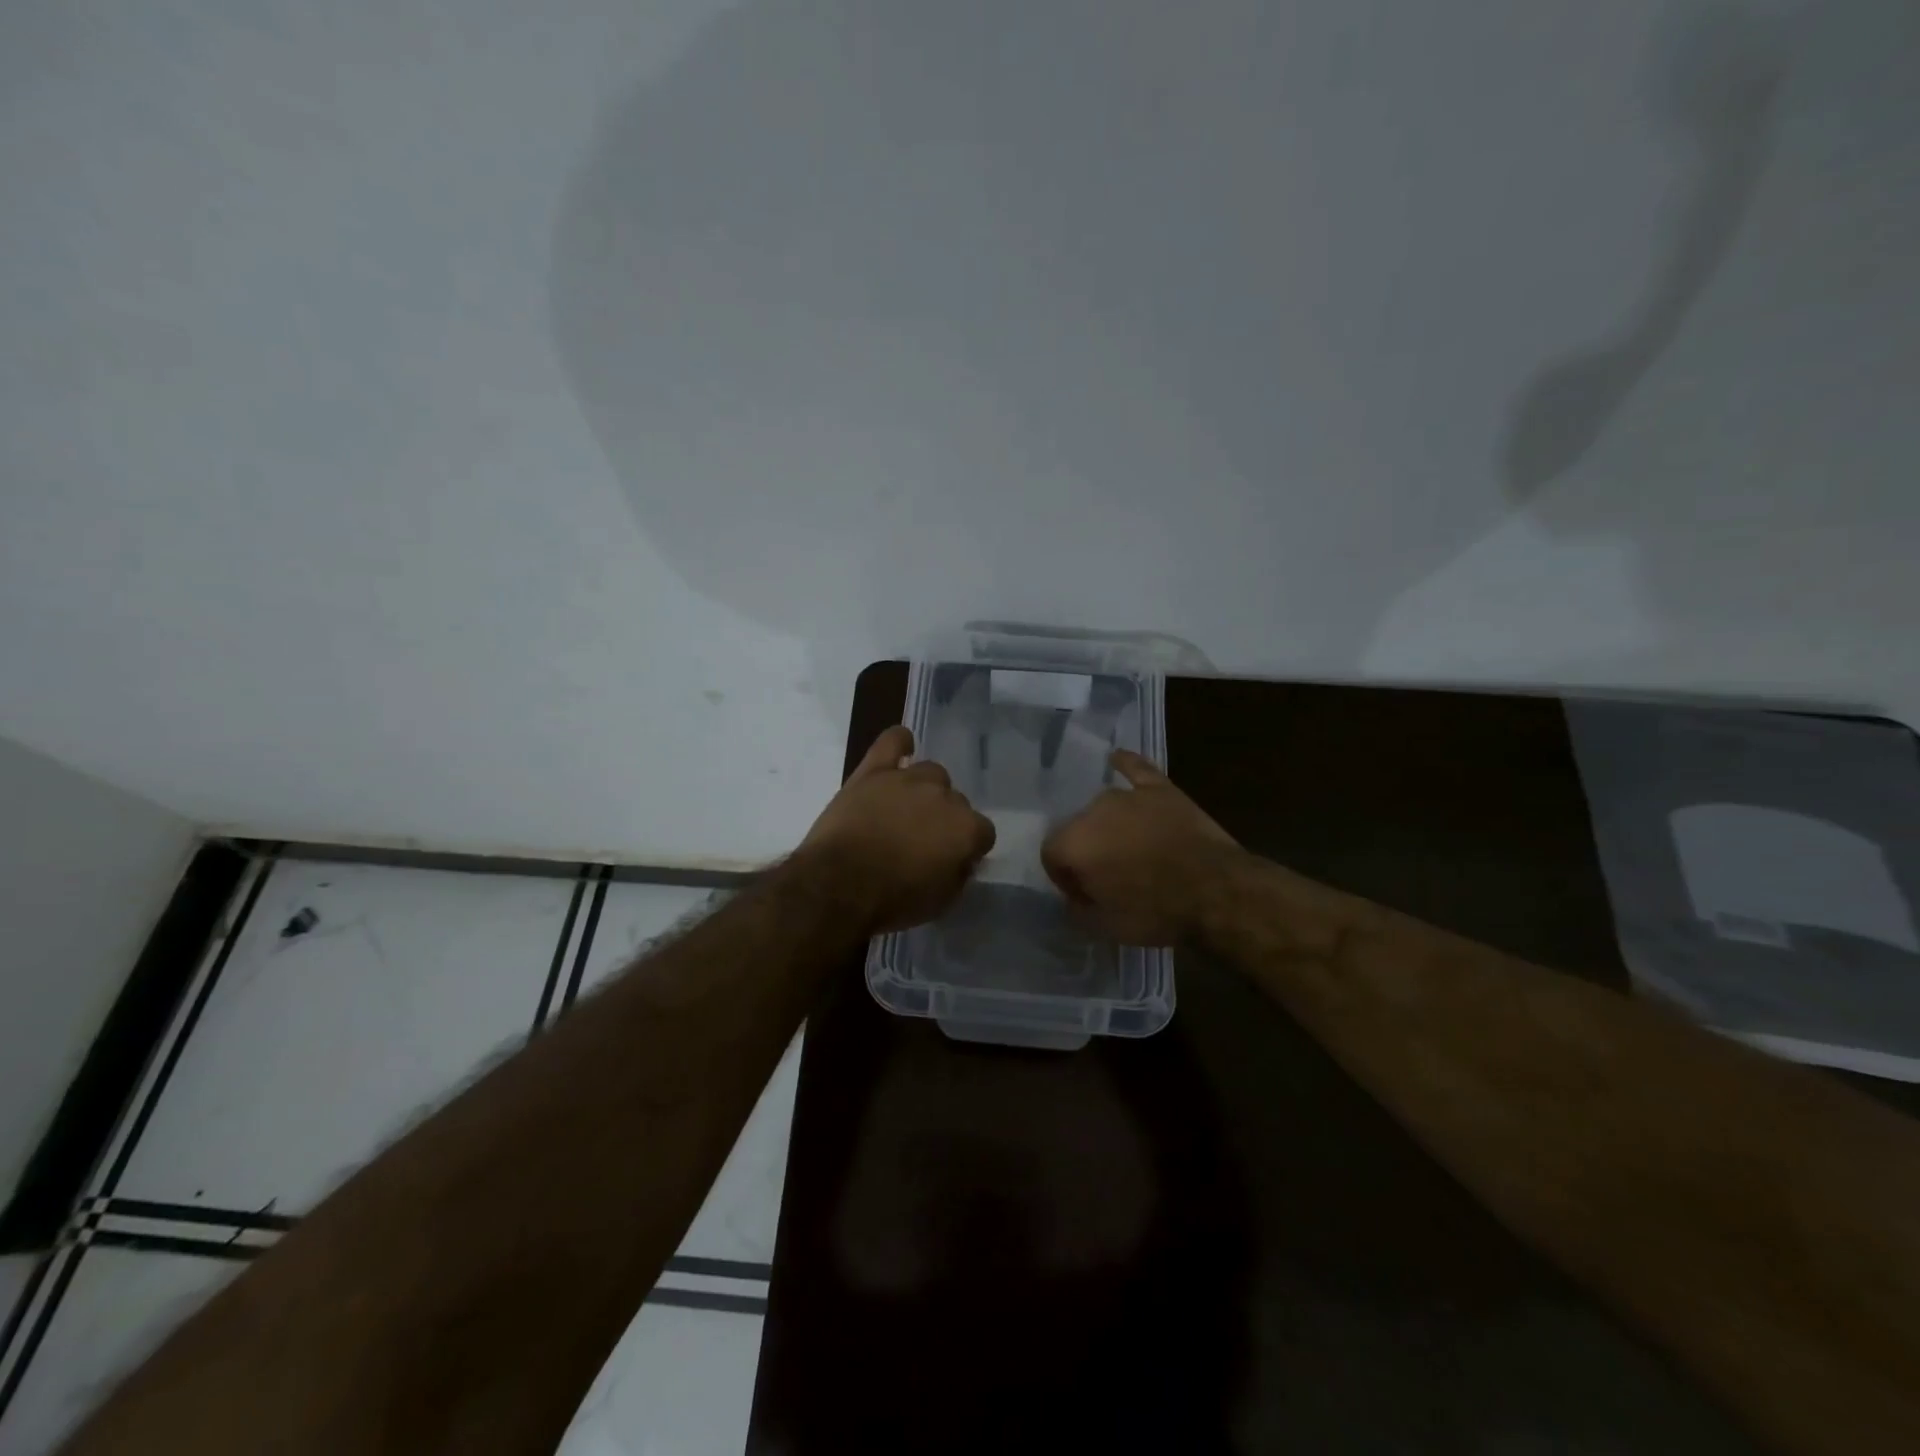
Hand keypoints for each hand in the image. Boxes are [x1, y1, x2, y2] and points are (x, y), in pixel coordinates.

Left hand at [799, 725, 996, 932]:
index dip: (968, 848)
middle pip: (956, 801)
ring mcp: (908, 779)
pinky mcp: (873, 771)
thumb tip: (962, 858)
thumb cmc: (893, 900)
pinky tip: (902, 749)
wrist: (838, 885)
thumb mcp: (940, 902)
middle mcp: (944, 797)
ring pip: (931, 773)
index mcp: (966, 829)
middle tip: (922, 842)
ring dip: (925, 790)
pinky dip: (900, 743)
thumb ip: (959, 874)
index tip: (952, 861)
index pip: (982, 832)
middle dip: (944, 820)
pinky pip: (893, 741)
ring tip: (905, 811)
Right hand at [1041, 750, 1244, 945]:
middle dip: (1086, 851)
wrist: (1215, 891)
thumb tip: (1074, 901)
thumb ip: (1078, 911)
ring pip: (1103, 807)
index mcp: (1073, 844)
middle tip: (1109, 876)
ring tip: (1128, 847)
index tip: (1084, 895)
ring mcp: (1127, 795)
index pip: (1051, 855)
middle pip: (1077, 829)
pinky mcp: (1159, 789)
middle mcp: (1092, 811)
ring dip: (1107, 825)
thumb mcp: (1106, 927)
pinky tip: (1116, 758)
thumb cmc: (1155, 912)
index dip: (1065, 878)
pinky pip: (1135, 769)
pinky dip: (1125, 764)